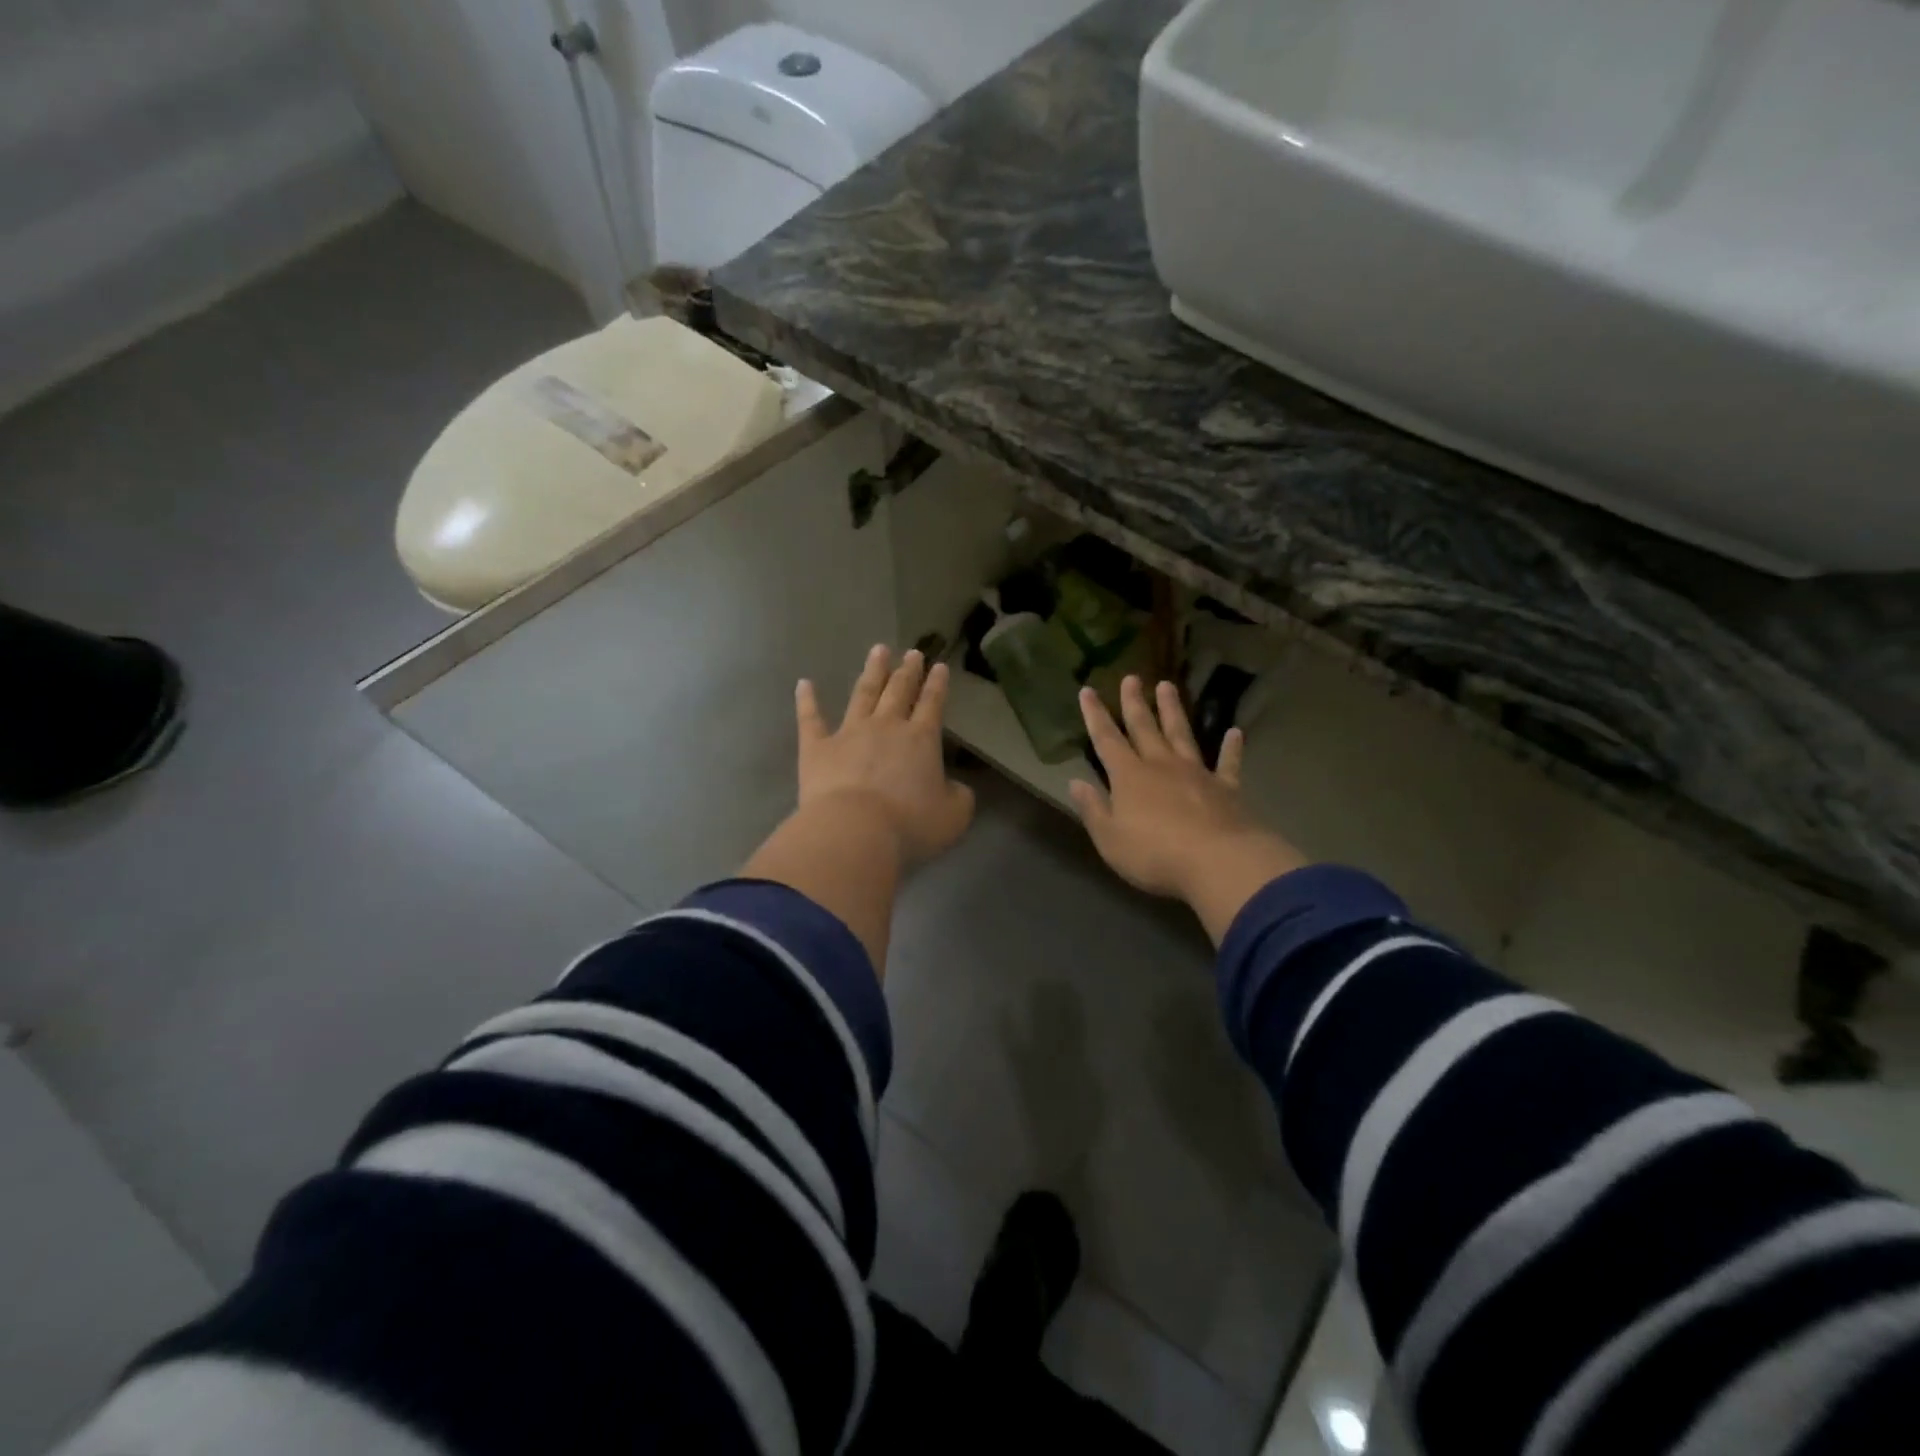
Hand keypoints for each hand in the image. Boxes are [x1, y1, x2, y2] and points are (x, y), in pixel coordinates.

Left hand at [797, 644, 975, 868]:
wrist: (855, 829)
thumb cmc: (910, 824)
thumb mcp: (953, 815)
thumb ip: (958, 796)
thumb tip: (954, 787)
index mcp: (921, 739)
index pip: (932, 704)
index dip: (937, 685)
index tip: (939, 666)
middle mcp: (886, 726)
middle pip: (899, 691)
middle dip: (907, 671)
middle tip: (912, 652)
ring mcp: (849, 732)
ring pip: (862, 694)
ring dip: (872, 671)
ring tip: (878, 650)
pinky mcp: (817, 747)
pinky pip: (810, 718)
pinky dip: (807, 700)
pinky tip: (803, 683)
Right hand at [1071, 677, 1305, 940]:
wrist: (1218, 861)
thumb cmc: (1155, 854)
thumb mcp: (1110, 839)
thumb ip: (1093, 809)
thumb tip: (1075, 783)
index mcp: (1129, 777)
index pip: (1106, 740)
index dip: (1095, 715)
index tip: (1088, 690)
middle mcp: (1161, 766)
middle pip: (1145, 728)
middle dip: (1134, 703)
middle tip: (1131, 678)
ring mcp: (1196, 773)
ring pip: (1181, 734)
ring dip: (1173, 710)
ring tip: (1167, 686)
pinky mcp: (1226, 788)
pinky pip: (1228, 763)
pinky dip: (1231, 748)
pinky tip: (1235, 732)